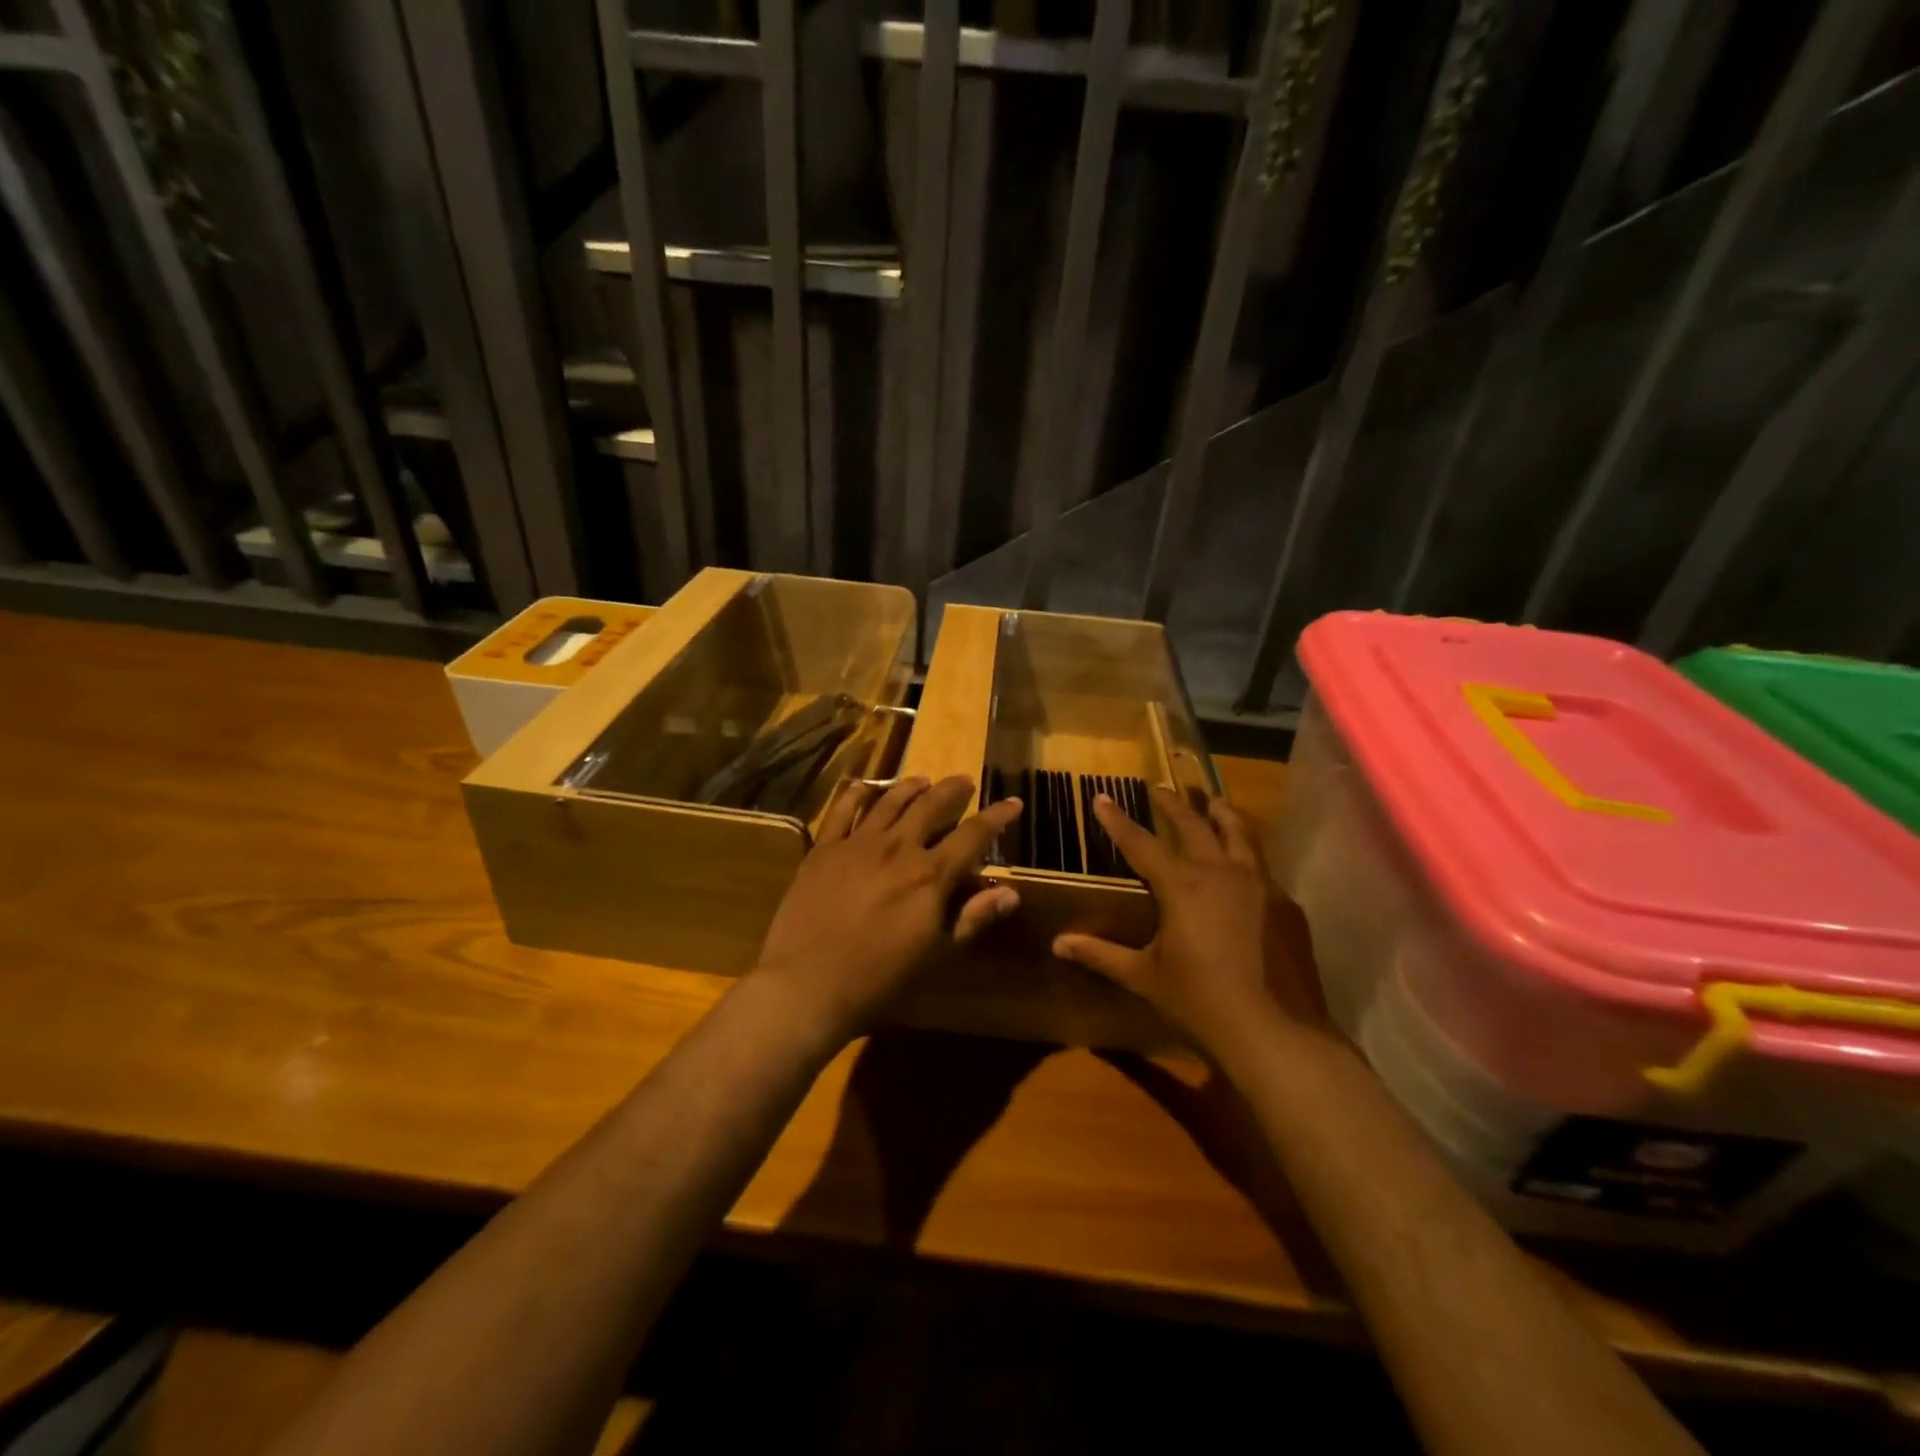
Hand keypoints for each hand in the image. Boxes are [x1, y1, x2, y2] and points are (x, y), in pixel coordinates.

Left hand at [750, 776, 1023, 1045]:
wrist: (807, 985)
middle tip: (964, 781)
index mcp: (930, 875)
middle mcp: (897, 848)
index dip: (996, 817)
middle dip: (952, 791)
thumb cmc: (879, 979)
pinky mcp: (823, 849)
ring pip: (889, 802)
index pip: (973, 836)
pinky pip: (842, 811)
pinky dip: (857, 794)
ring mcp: (857, 844)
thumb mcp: (935, 954)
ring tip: (923, 780)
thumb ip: (972, 918)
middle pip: (931, 806)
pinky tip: (865, 787)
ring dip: (910, 788)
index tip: (1013, 802)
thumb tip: (1010, 892)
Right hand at [1052, 790, 1328, 1061]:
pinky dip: (1248, 854)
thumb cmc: (1200, 1003)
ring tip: (1213, 802)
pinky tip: (1246, 866)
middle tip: (1159, 788)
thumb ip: (1101, 955)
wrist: (1276, 1034)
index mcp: (1182, 885)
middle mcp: (1221, 872)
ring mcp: (1261, 885)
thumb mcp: (1144, 977)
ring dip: (1221, 814)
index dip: (1117, 820)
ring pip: (1240, 833)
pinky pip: (1264, 866)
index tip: (1102, 797)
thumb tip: (1058, 943)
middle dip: (1173, 804)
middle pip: (1194, 825)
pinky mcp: (1286, 906)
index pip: (1140, 843)